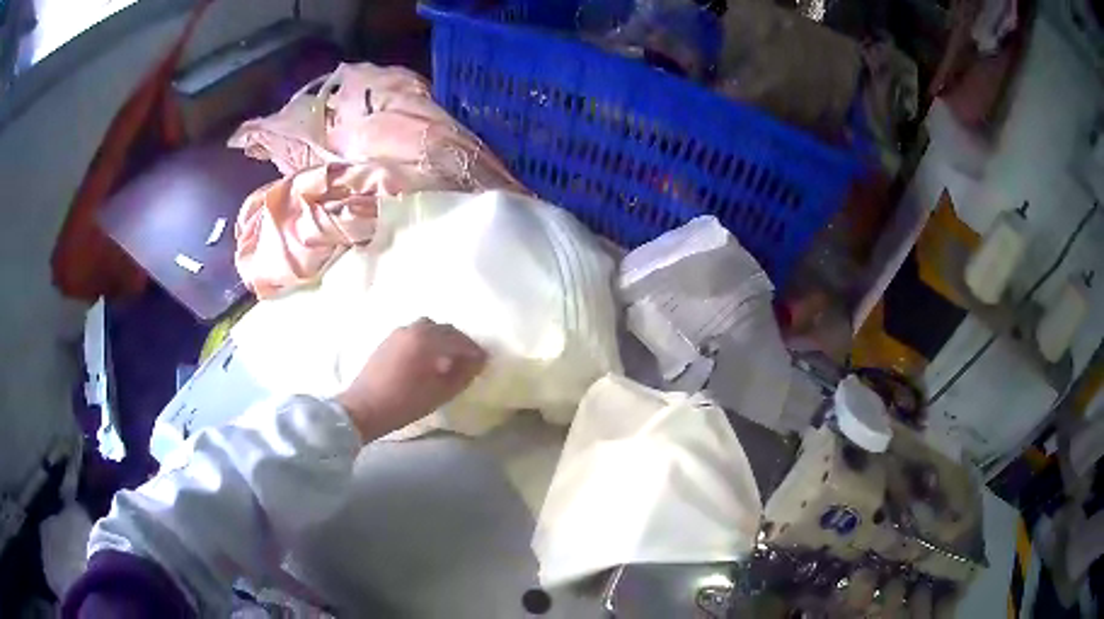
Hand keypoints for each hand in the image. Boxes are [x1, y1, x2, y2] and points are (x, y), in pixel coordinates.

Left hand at [337, 318, 486, 441]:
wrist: (363, 408)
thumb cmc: (404, 403)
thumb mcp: (439, 393)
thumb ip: (462, 375)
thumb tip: (477, 362)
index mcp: (427, 340)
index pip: (459, 340)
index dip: (474, 350)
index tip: (485, 361)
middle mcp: (413, 329)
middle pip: (444, 329)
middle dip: (459, 342)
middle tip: (469, 358)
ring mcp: (398, 333)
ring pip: (428, 328)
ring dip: (441, 338)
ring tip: (448, 357)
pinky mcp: (388, 340)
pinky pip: (414, 333)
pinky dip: (426, 340)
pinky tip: (427, 358)